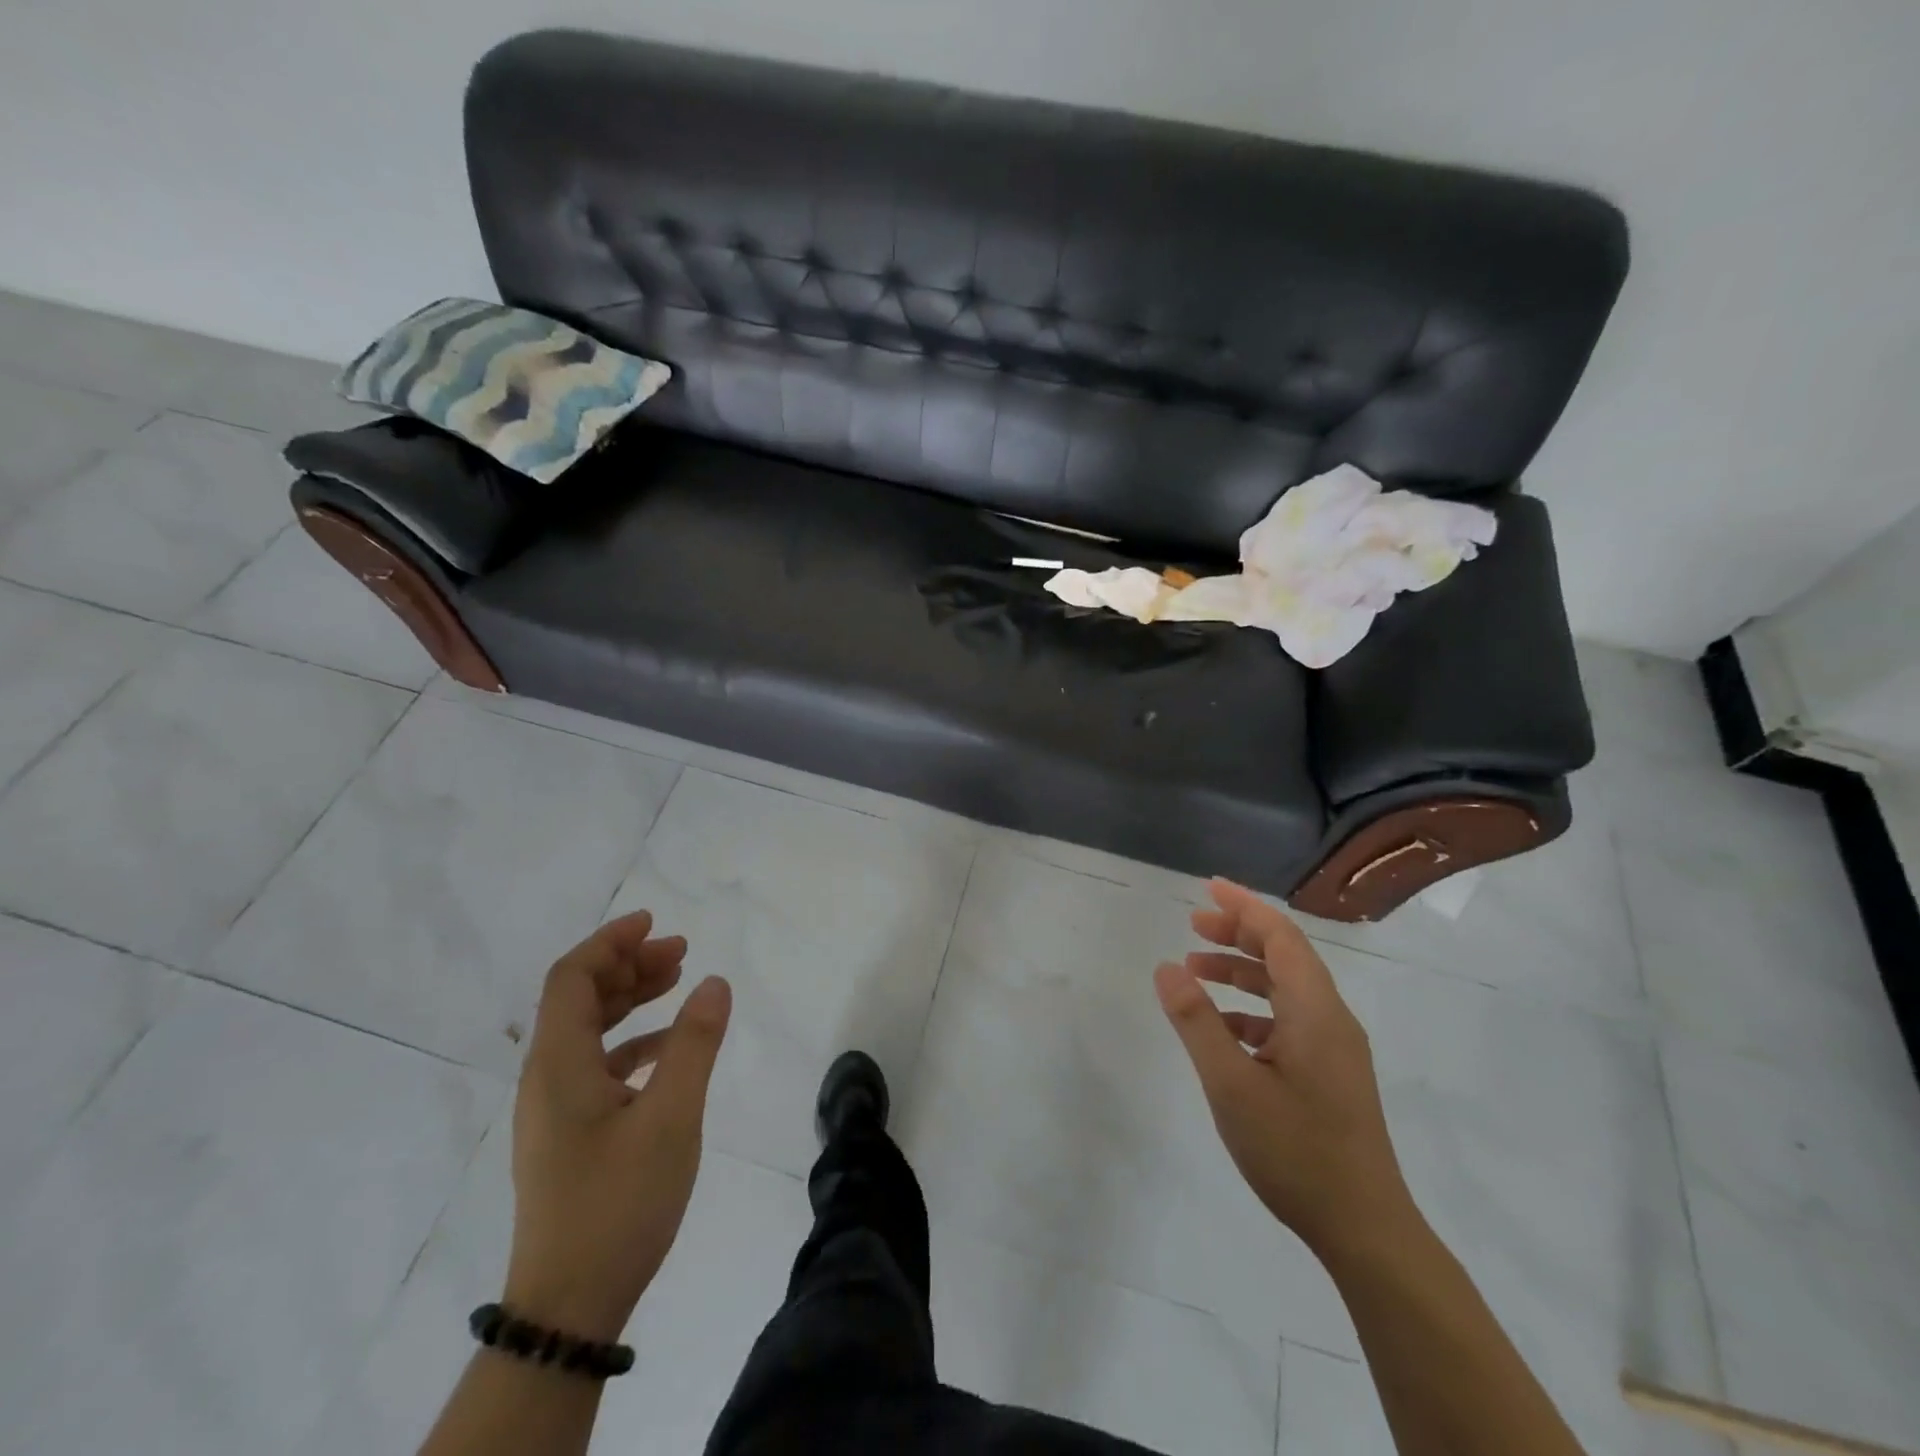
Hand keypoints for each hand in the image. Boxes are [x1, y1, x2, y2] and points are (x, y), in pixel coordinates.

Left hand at [503, 911, 731, 1341]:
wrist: (570, 1305)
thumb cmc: (619, 1201)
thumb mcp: (671, 1116)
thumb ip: (694, 1043)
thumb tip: (714, 982)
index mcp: (559, 1065)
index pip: (572, 978)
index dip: (610, 942)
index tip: (653, 922)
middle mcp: (547, 1078)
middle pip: (579, 998)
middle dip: (628, 965)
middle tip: (680, 951)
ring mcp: (555, 1109)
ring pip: (588, 1031)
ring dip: (630, 1000)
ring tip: (678, 983)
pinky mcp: (569, 1134)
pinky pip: (598, 1065)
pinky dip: (633, 1042)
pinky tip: (669, 1049)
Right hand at [1155, 879, 1415, 1260]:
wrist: (1365, 1229)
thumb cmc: (1295, 1151)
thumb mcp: (1231, 1084)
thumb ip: (1196, 1021)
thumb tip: (1167, 967)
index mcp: (1315, 1011)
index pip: (1281, 936)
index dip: (1244, 906)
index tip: (1207, 888)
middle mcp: (1331, 1019)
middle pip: (1285, 955)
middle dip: (1238, 933)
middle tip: (1193, 924)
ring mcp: (1334, 1048)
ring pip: (1285, 988)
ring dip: (1242, 972)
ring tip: (1195, 969)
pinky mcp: (1330, 1073)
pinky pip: (1288, 1020)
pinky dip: (1251, 1009)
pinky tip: (1220, 1028)